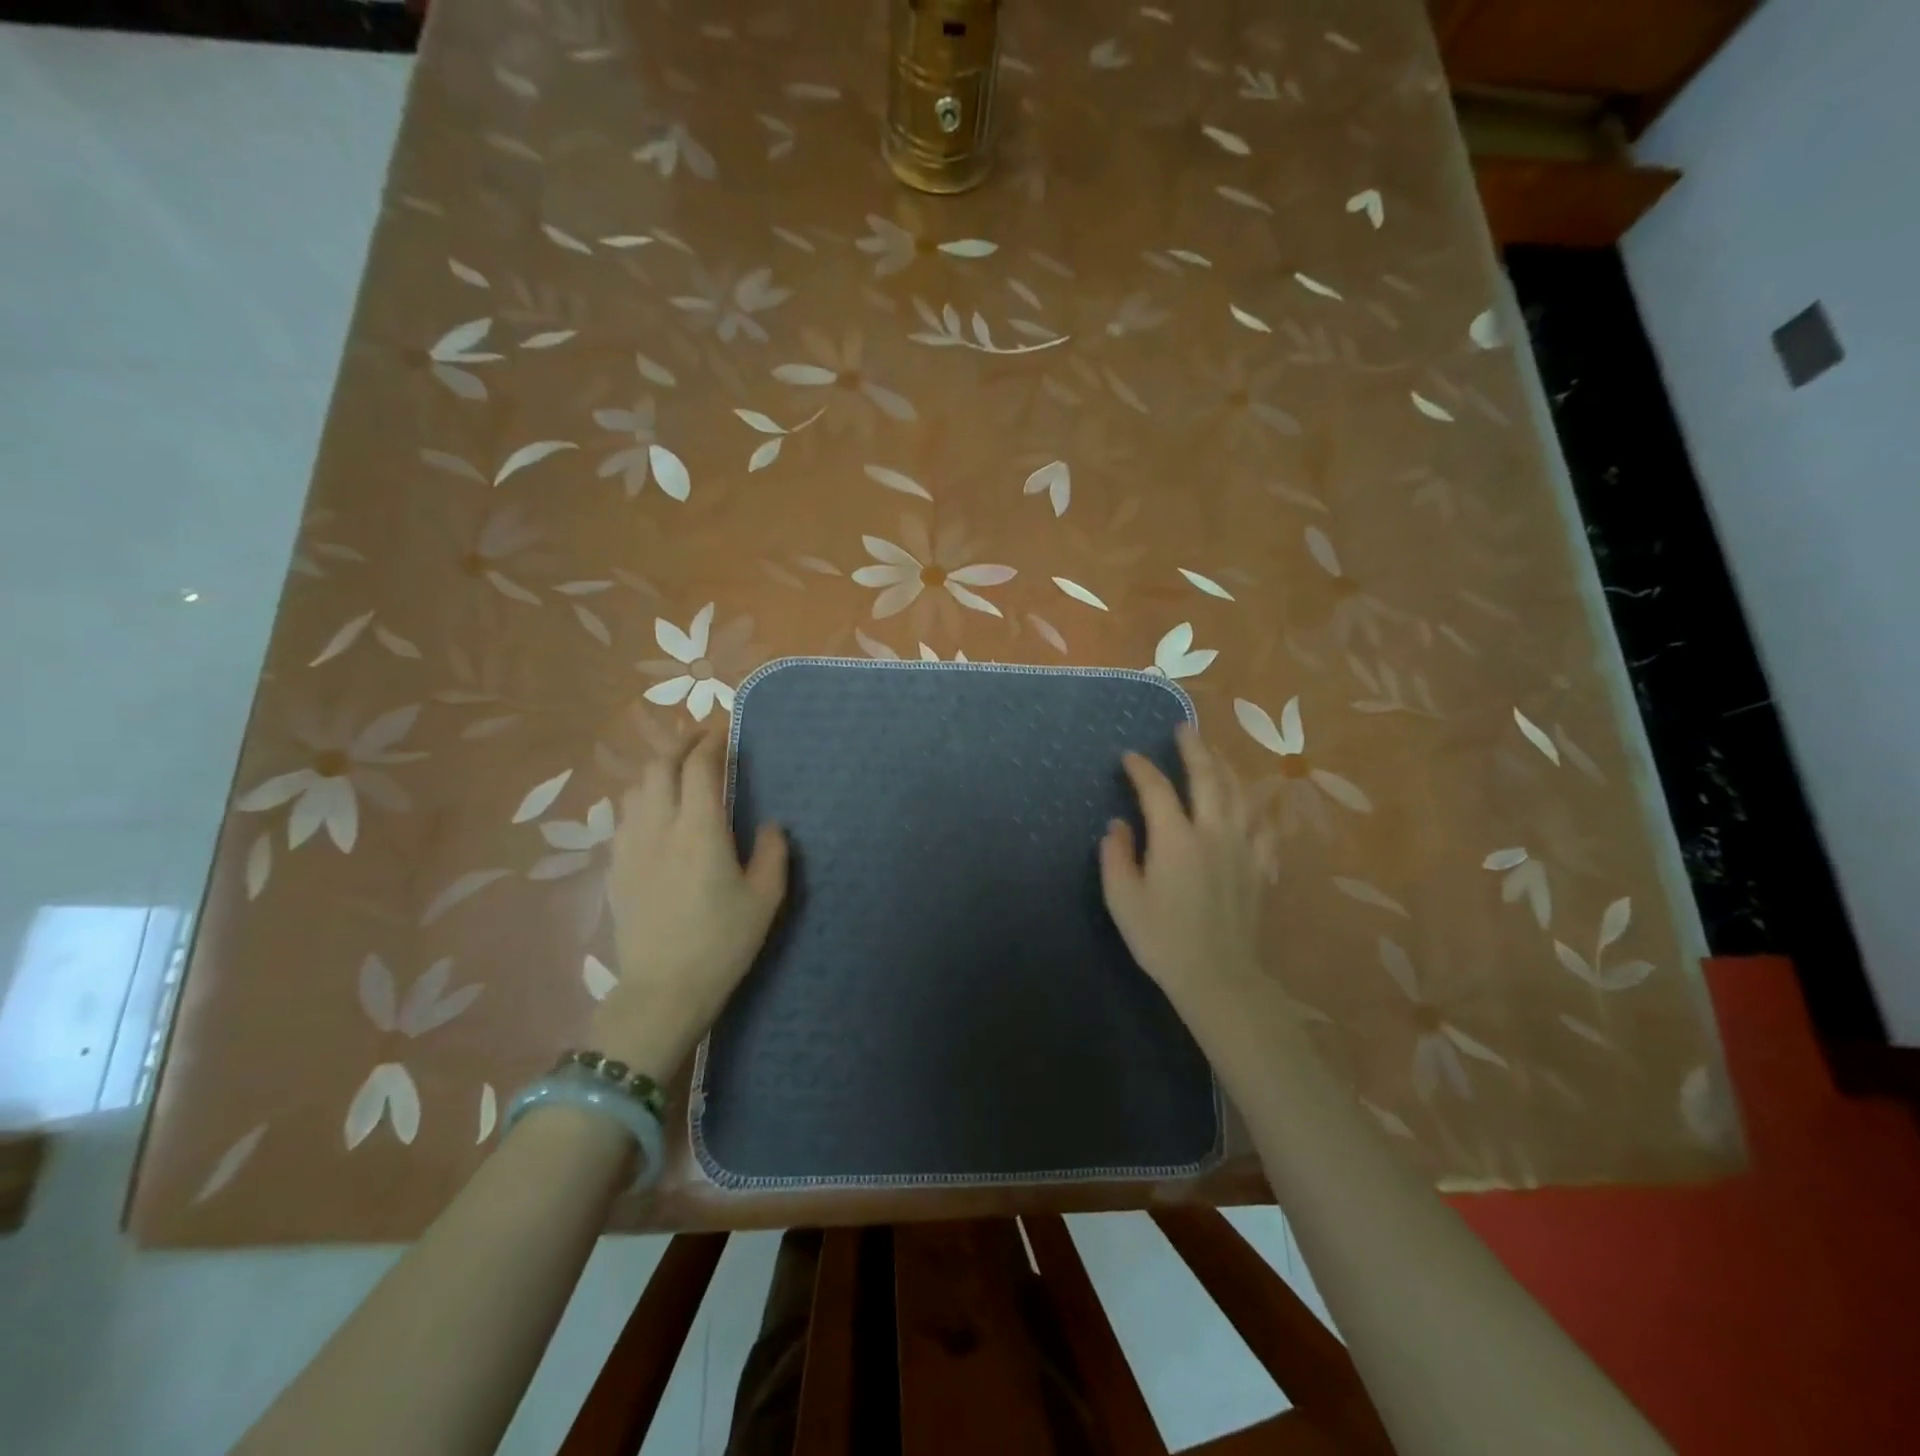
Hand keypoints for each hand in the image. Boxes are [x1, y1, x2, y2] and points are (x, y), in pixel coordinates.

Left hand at [594, 729, 787, 1078]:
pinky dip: (642, 799)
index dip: (711, 742)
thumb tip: (769, 825)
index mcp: (700, 830)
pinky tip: (655, 813)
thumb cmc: (722, 943)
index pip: (699, 767)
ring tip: (678, 772)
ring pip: (636, 787)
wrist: (663, 990)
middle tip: (702, 741)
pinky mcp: (615, 868)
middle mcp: (659, 827)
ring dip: (658, 770)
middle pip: (660, 766)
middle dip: (680, 744)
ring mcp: (630, 846)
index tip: (725, 732)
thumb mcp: (765, 899)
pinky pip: (624, 816)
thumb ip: (772, 852)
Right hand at [1099, 723, 1272, 1033]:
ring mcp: (1241, 847)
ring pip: (1239, 793)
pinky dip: (1261, 807)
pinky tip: (1259, 800)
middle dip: (1194, 748)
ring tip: (1217, 751)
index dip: (1140, 768)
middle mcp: (1212, 831)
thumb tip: (1118, 825)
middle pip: (1207, 776)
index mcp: (1174, 838)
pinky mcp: (1259, 866)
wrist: (1217, 976)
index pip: (1156, 788)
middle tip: (1185, 727)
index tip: (1128, 757)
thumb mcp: (1122, 899)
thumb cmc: (1161, 938)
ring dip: (1227, 766)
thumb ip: (1116, 856)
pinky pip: (1265, 826)